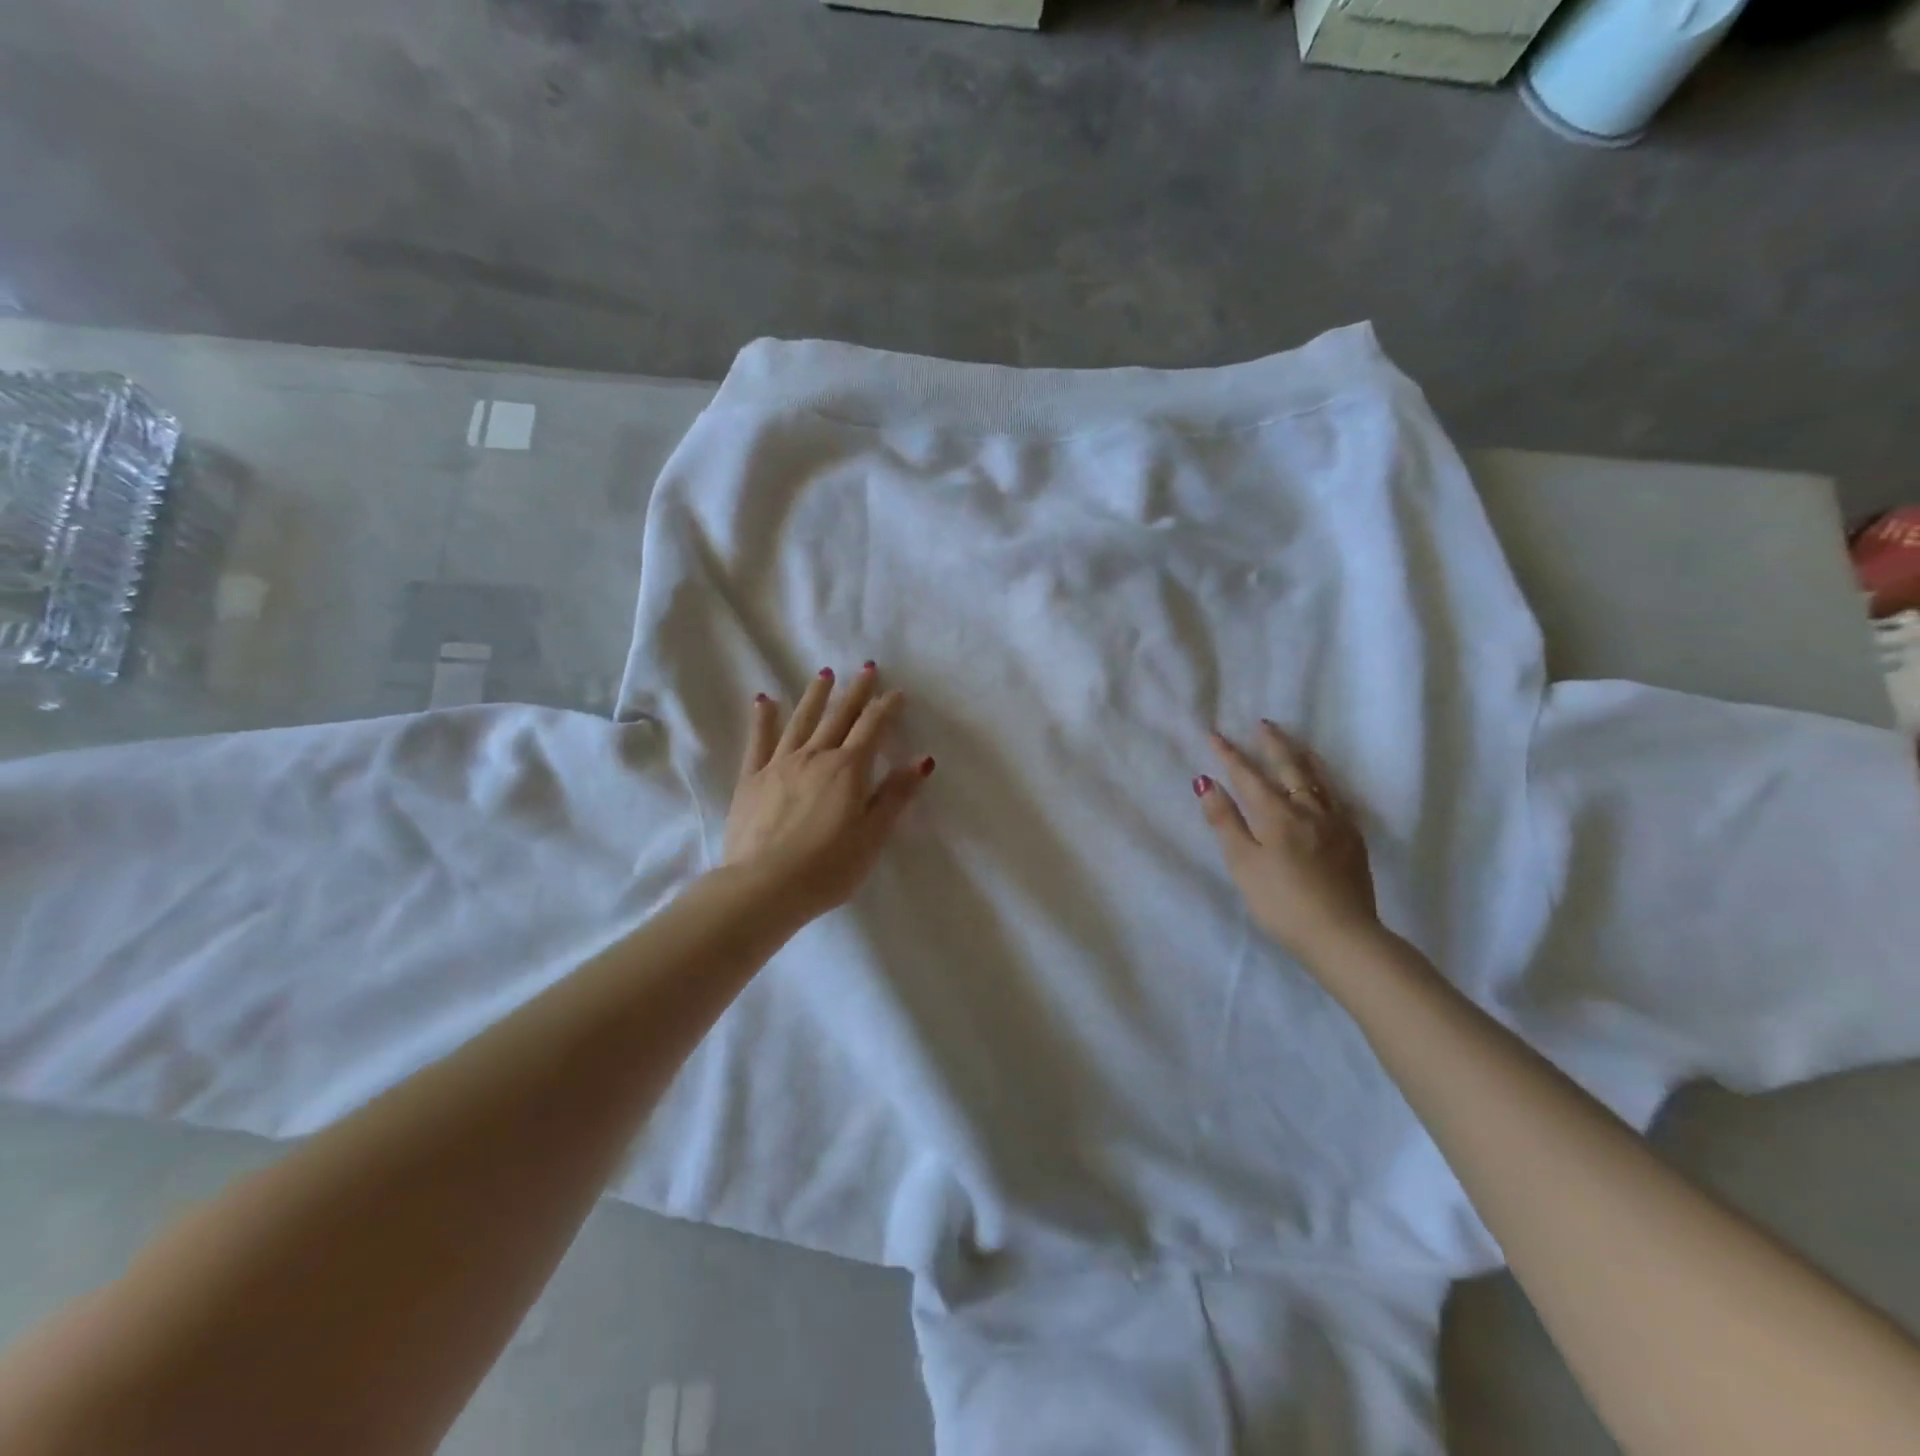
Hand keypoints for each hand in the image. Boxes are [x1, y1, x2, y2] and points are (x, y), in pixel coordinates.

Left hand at [723, 663, 933, 921]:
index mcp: (848, 769)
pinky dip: (763, 718)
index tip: (896, 692)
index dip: (886, 708)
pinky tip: (764, 700)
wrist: (765, 886)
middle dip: (856, 692)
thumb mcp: (873, 835)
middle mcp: (815, 756)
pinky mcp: (752, 779)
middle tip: (866, 669)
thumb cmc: (829, 867)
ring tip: (824, 674)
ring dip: (815, 696)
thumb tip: (923, 759)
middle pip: (839, 716)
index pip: (872, 728)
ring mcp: (779, 764)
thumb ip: (896, 794)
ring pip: (801, 721)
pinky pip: (759, 741)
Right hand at [1195, 720, 1381, 965]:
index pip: (1248, 775)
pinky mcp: (1353, 839)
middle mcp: (1307, 809)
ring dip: (1302, 756)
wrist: (1341, 934)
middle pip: (1288, 767)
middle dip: (1272, 744)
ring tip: (1295, 742)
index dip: (1229, 754)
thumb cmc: (1281, 902)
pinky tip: (1326, 785)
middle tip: (1263, 724)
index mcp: (1276, 814)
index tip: (1214, 734)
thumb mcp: (1242, 864)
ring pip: (1318, 778)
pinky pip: (1338, 797)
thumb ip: (1225, 821)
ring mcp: (1335, 822)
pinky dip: (1327, 782)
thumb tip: (1207, 782)